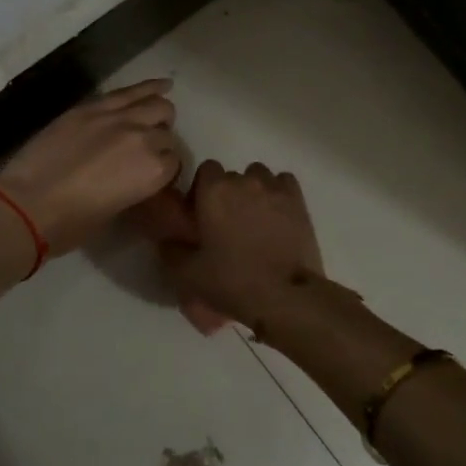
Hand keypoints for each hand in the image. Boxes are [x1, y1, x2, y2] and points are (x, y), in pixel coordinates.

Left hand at [0, 80, 180, 255]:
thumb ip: (134, 187)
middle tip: (147, 152)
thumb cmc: (71, 223)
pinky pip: (128, 92)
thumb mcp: (114, 211)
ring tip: (157, 117)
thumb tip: (134, 176)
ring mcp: (118, 118)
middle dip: (161, 143)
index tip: (151, 175)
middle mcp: (144, 140)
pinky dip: (149, 87)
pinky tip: (162, 85)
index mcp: (154, 173)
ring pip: (156, 107)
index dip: (163, 169)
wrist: (28, 202)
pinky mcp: (92, 107)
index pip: (173, 163)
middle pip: (166, 135)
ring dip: (160, 113)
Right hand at [159, 160, 323, 327]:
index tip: (202, 215)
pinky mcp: (299, 201)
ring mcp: (274, 188)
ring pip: (259, 176)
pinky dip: (278, 193)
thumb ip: (170, 251)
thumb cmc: (232, 281)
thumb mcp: (187, 274)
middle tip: (227, 224)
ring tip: (254, 219)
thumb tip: (166, 240)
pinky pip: (284, 183)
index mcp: (214, 191)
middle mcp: (244, 181)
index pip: (206, 169)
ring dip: (254, 191)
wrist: (284, 296)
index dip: (202, 190)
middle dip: (228, 194)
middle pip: (232, 176)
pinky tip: (277, 215)